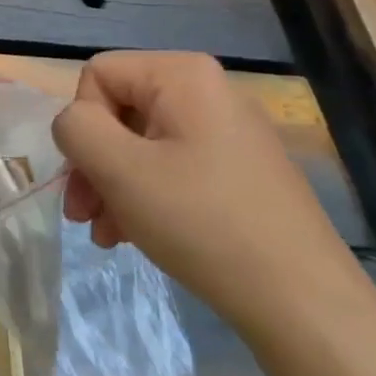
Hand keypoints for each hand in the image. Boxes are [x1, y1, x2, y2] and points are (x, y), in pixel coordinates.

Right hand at [53, 52, 354, 331]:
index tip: (86, 176)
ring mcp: (228, 132)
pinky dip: (146, 196)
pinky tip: (136, 236)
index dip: (82, 124)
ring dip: (113, 185)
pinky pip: (173, 167)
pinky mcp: (239, 170)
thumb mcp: (120, 171)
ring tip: (106, 234)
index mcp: (183, 75)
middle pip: (119, 110)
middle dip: (93, 162)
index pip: (98, 75)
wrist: (301, 300)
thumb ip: (77, 130)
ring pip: (142, 143)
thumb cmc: (202, 222)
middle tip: (82, 215)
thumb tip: (74, 123)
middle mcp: (208, 91)